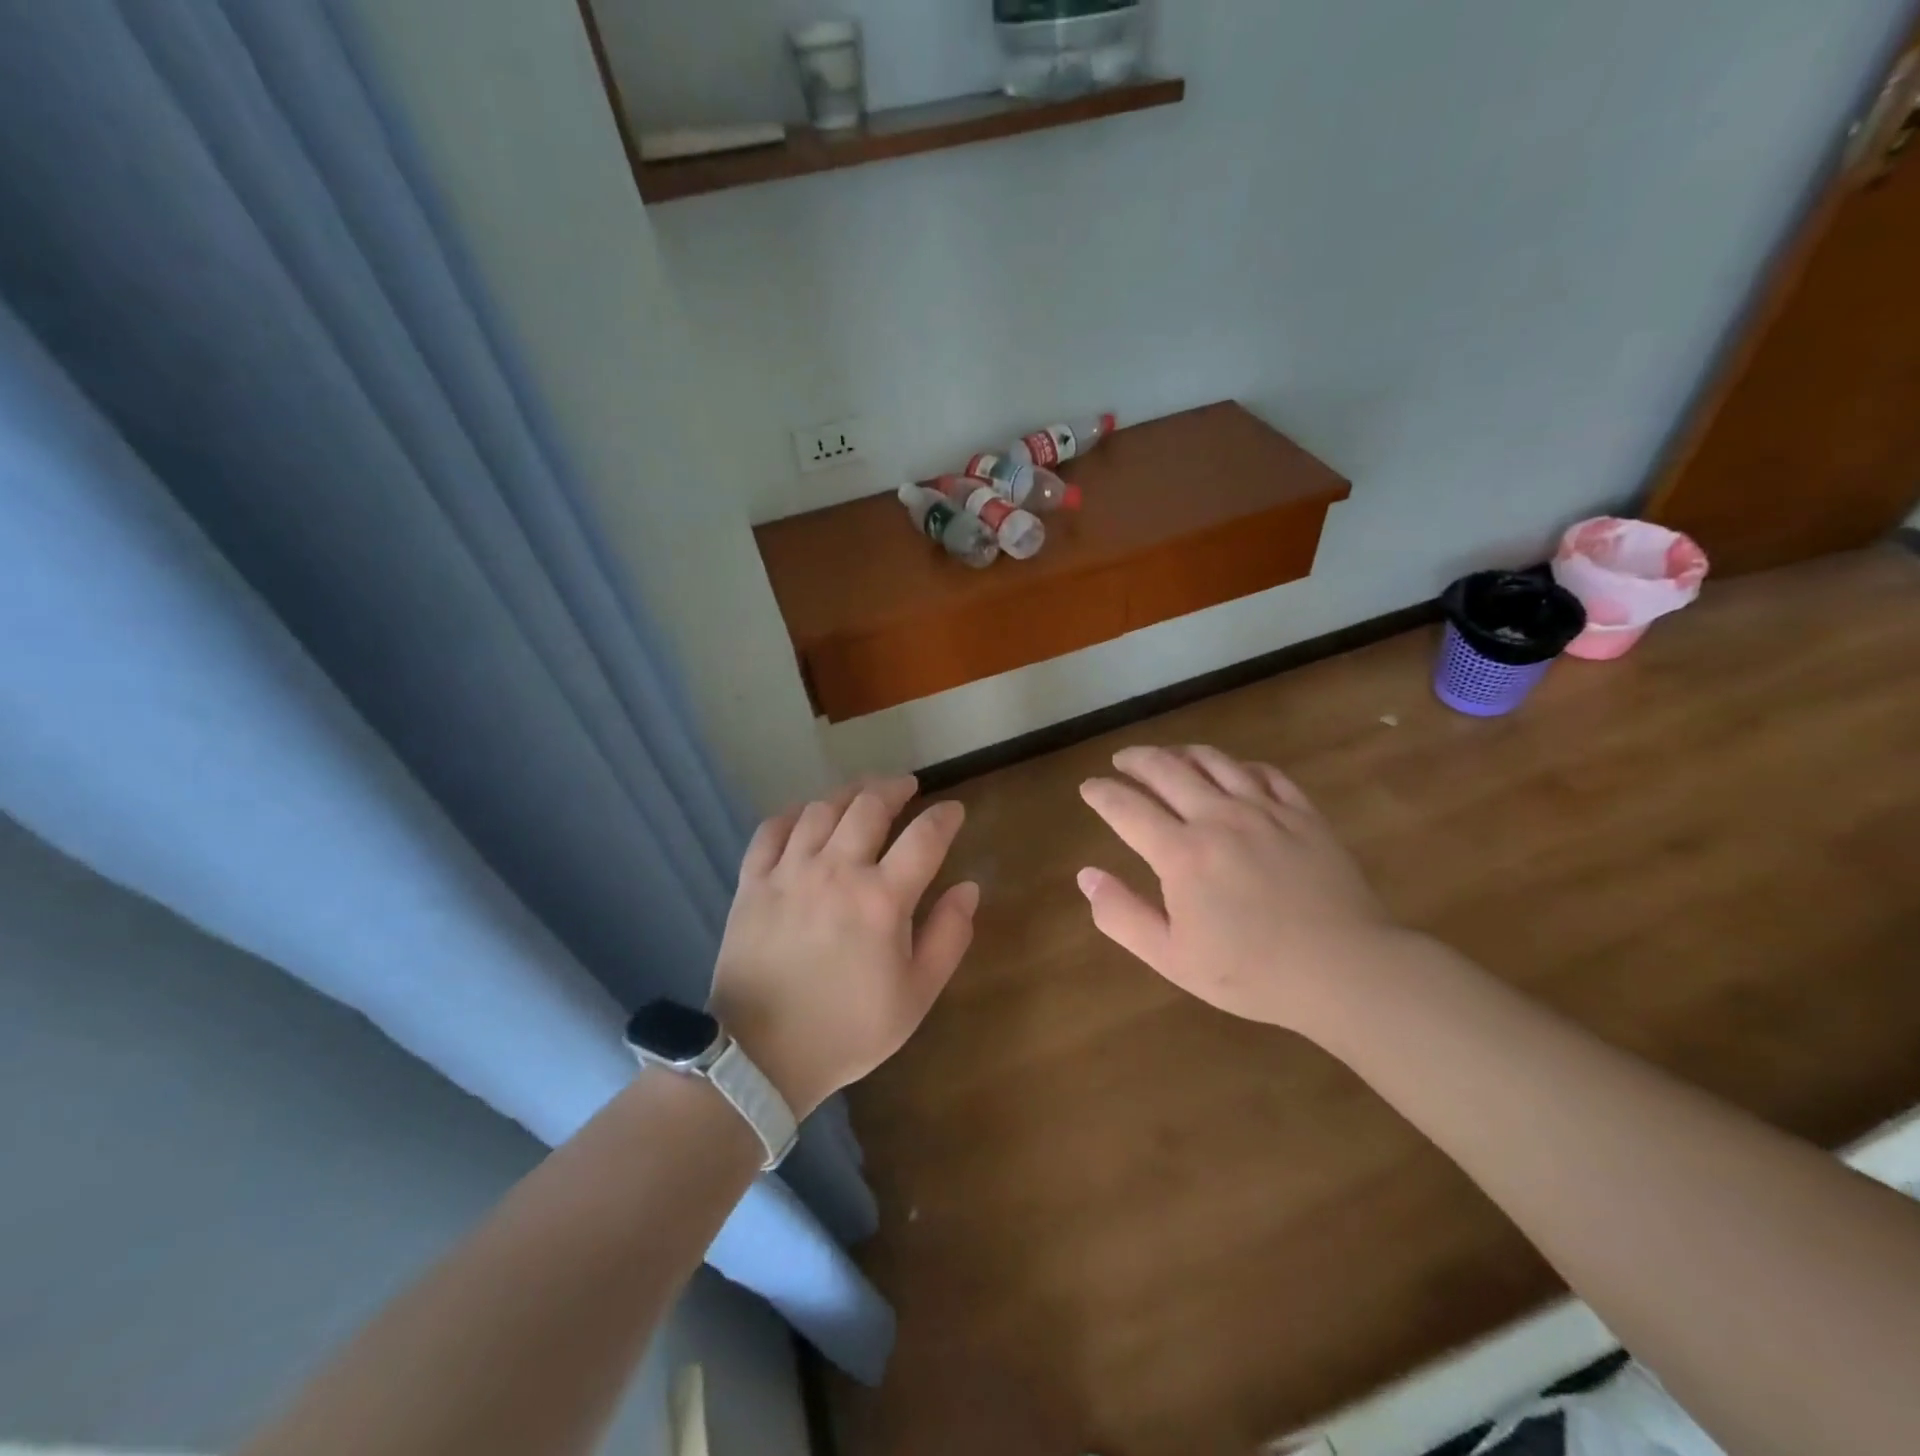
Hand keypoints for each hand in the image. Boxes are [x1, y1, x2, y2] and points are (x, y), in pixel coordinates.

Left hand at [709, 776, 976, 1117]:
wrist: (762, 1056)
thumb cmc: (849, 1029)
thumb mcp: (916, 995)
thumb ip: (949, 937)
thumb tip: (968, 888)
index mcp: (882, 899)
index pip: (924, 837)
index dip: (944, 817)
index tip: (953, 811)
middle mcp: (836, 871)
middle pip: (869, 806)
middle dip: (894, 788)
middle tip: (906, 786)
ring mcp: (789, 872)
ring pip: (821, 809)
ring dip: (848, 793)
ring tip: (861, 793)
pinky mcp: (752, 883)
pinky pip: (770, 830)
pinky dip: (792, 814)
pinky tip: (804, 815)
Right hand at [1077, 745, 1395, 1030]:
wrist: (1346, 971)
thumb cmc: (1251, 973)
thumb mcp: (1172, 958)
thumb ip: (1122, 915)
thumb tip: (1086, 876)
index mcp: (1181, 853)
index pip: (1126, 807)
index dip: (1101, 793)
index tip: (1089, 787)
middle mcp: (1217, 817)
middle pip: (1166, 770)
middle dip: (1136, 760)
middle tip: (1121, 760)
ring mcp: (1264, 810)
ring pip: (1213, 761)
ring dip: (1181, 752)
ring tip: (1168, 755)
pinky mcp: (1302, 813)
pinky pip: (1264, 773)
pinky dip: (1239, 765)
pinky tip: (1234, 771)